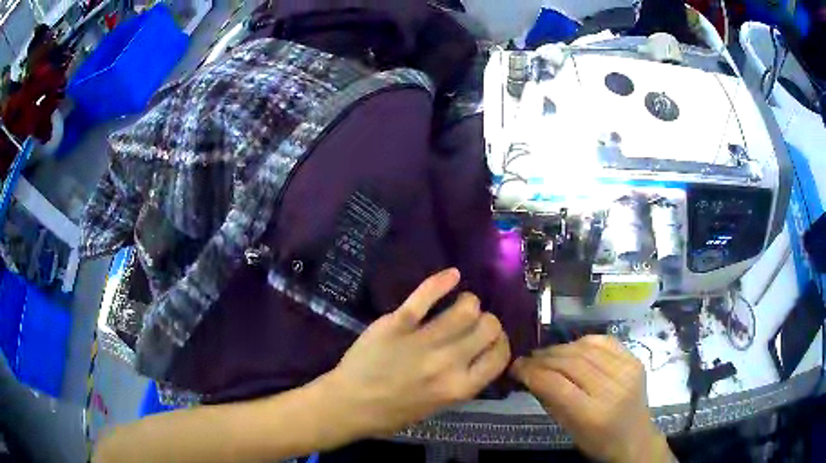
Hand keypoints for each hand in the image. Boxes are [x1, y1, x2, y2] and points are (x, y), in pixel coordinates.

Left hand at [321, 268, 510, 437]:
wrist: (349, 405)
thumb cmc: (392, 413)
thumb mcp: (437, 407)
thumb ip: (461, 382)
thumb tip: (478, 356)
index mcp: (460, 387)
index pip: (500, 355)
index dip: (501, 343)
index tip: (491, 340)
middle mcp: (449, 363)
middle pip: (489, 326)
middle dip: (486, 321)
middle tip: (473, 324)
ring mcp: (423, 341)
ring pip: (466, 308)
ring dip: (468, 302)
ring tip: (459, 304)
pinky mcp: (397, 324)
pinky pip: (425, 296)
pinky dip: (442, 281)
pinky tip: (452, 275)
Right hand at [510, 336, 671, 462]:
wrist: (635, 439)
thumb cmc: (598, 442)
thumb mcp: (569, 429)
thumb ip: (550, 400)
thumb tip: (529, 375)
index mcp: (594, 413)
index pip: (556, 384)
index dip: (532, 372)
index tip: (515, 367)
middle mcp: (613, 387)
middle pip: (571, 362)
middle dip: (543, 358)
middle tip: (526, 359)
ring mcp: (627, 370)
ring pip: (586, 348)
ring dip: (560, 348)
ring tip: (545, 354)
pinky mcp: (635, 359)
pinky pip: (604, 341)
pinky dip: (583, 342)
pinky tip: (571, 348)